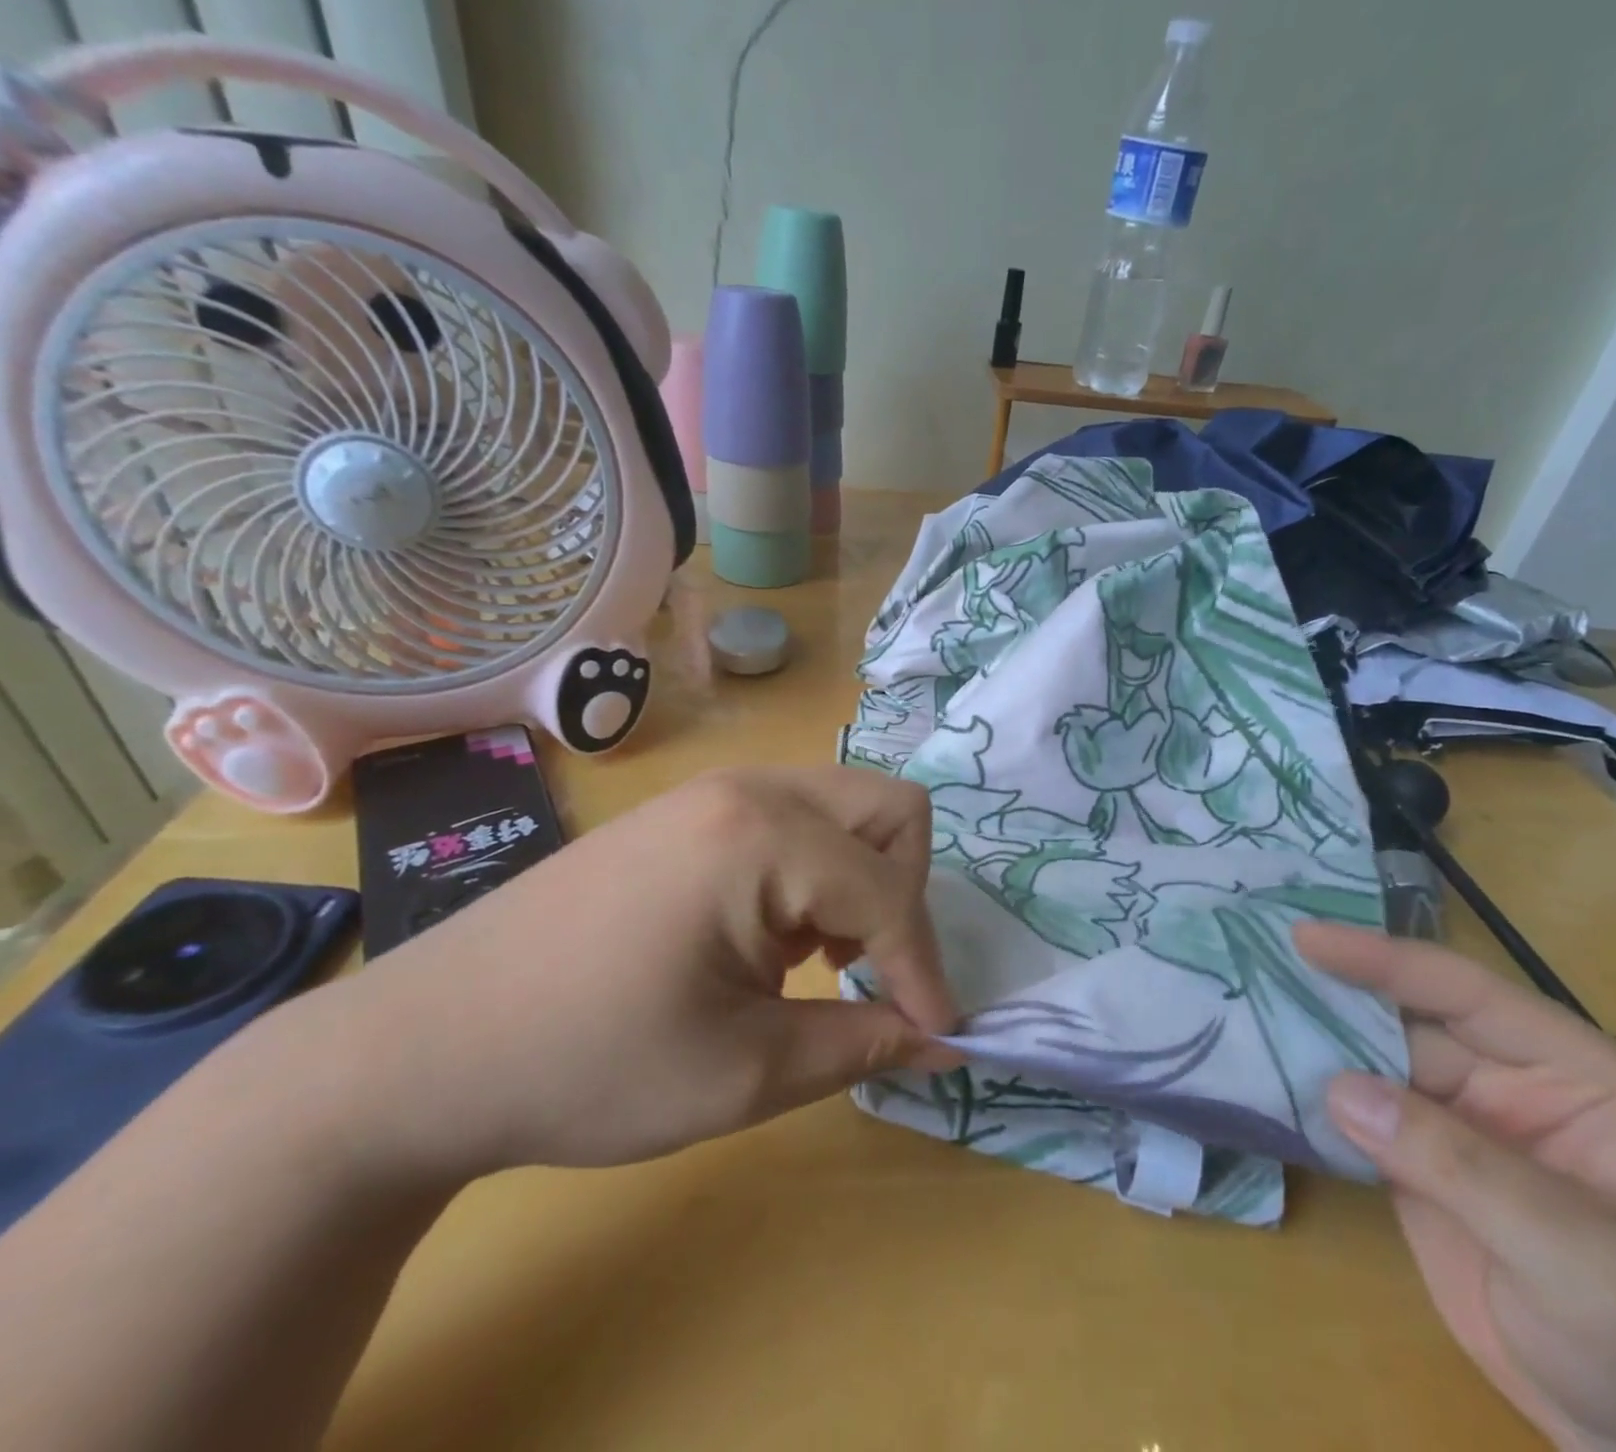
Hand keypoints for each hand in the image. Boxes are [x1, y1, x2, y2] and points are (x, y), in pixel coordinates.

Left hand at [329, 765, 960, 1180]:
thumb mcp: (745, 1074)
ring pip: (844, 805)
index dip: (925, 971)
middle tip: (868, 968)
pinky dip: (815, 869)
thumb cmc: (589, 1065)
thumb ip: (864, 1045)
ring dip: (861, 877)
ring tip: (818, 956)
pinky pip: (793, 817)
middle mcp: (748, 789)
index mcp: (764, 837)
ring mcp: (711, 792)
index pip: (891, 894)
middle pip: (890, 808)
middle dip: (904, 892)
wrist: (422, 1050)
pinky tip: (770, 935)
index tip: (937, 1036)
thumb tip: (946, 1041)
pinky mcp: (684, 812)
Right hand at [1295, 922, 1615, 1451]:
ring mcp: (1455, 1122)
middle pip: (1402, 1017)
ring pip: (1368, 1058)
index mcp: (1570, 1072)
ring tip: (1238, 999)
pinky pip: (1353, 1110)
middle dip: (1330, 989)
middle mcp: (1505, 1079)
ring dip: (1308, 1034)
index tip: (1304, 937)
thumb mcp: (1583, 1261)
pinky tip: (1259, 1067)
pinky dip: (1307, 1090)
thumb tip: (1337, 1086)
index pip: (1464, 993)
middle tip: (1250, 956)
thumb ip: (1463, 1166)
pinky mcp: (1414, 1161)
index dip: (1383, 960)